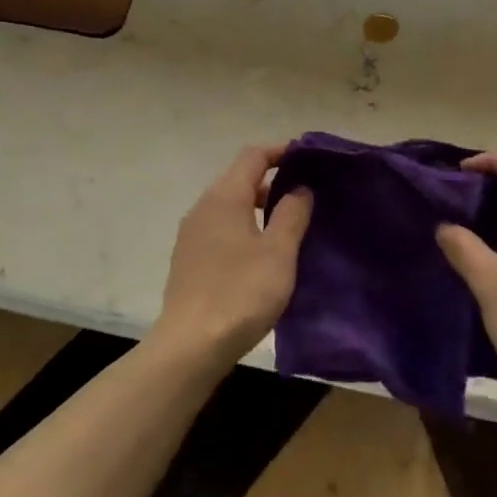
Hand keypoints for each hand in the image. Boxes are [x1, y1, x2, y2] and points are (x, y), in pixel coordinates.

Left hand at [151, 143, 312, 373]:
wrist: (190, 345)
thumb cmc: (240, 292)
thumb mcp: (279, 252)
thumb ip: (292, 214)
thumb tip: (299, 188)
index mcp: (225, 196)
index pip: (253, 155)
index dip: (280, 151)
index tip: (307, 159)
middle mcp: (203, 207)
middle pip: (239, 179)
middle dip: (271, 180)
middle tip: (304, 196)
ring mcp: (191, 234)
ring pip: (229, 206)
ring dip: (257, 208)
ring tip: (287, 226)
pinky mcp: (188, 259)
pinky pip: (220, 229)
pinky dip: (242, 229)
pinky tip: (260, 255)